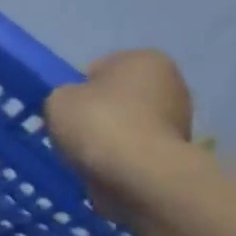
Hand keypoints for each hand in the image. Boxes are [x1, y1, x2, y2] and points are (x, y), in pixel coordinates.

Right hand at [44, 49, 196, 229]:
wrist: (139, 176)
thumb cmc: (100, 125)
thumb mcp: (57, 100)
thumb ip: (61, 96)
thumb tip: (72, 105)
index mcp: (143, 59)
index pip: (96, 70)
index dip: (74, 92)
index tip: (62, 114)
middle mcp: (170, 82)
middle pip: (115, 99)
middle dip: (94, 116)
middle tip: (70, 137)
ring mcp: (178, 119)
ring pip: (125, 126)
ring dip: (106, 140)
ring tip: (85, 159)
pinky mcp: (176, 152)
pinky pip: (135, 151)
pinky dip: (119, 160)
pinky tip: (104, 171)